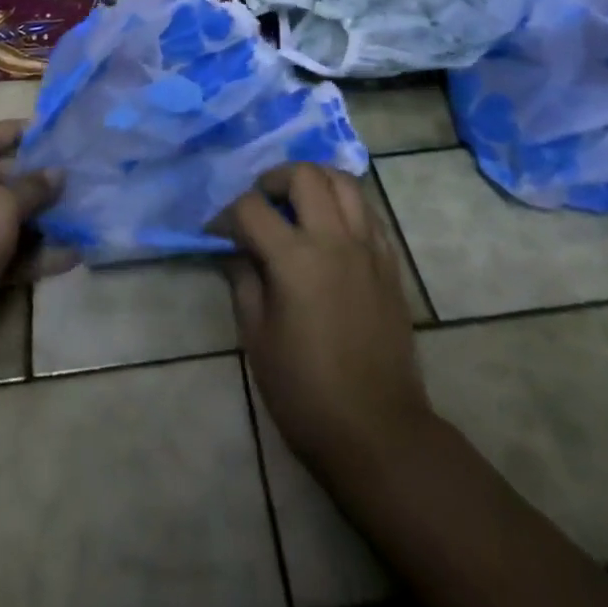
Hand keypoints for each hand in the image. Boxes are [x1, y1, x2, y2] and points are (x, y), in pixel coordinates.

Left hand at [0, 121, 61, 331]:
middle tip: (72, 177)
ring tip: (81, 216)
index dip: (13, 130)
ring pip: (8, 218)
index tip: (49, 134)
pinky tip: (71, 256)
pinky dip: (36, 254)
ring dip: (41, 219)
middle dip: (36, 178)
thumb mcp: (2, 206)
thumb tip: (56, 172)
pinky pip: (9, 253)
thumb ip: (33, 187)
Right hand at [224, 164, 432, 472]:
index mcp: (295, 259)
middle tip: (261, 203)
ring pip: (343, 181)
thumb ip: (244, 281)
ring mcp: (368, 247)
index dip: (227, 214)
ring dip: (315, 181)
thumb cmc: (305, 392)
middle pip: (304, 175)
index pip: (252, 207)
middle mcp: (334, 240)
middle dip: (273, 180)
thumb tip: (234, 250)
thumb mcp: (257, 338)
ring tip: (298, 203)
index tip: (217, 232)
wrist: (377, 431)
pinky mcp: (390, 262)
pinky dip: (345, 204)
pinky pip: (368, 211)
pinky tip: (331, 227)